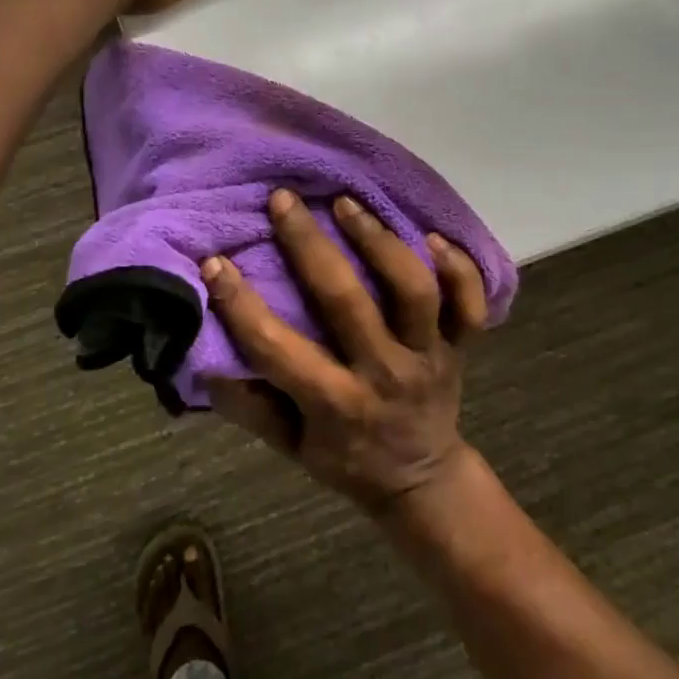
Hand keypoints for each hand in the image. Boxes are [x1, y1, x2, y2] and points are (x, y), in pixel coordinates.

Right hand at [201, 189, 489, 514]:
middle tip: (283, 200)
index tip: (215, 262)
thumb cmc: (347, 460)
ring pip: (413, 291)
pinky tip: (432, 235)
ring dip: (379, 242)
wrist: (421, 478)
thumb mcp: (290, 447)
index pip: (278, 349)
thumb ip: (251, 408)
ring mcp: (429, 356)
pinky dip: (459, 267)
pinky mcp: (461, 347)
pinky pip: (470, 303)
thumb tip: (208, 360)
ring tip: (346, 204)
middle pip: (347, 302)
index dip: (241, 305)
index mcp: (335, 404)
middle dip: (310, 246)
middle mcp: (383, 373)